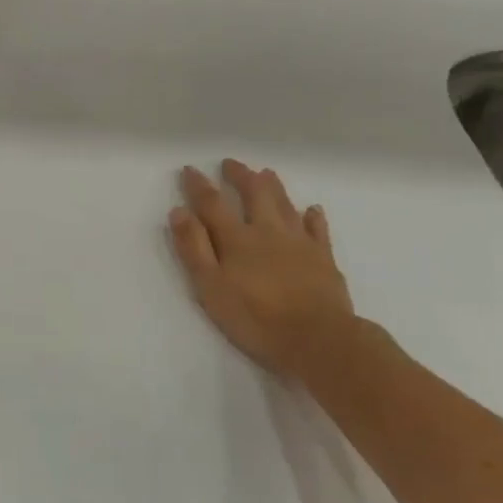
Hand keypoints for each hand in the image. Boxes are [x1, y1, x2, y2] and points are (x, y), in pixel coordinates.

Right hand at [169, 160, 357, 382]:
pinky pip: (318, 230)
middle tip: (231, 163)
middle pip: (254, 195)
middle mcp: (268, 232)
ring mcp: (299, 243)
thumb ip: (194, 249)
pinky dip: (313, 217)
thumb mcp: (211, 287)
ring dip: (274, 187)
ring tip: (266, 172)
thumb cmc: (256, 318)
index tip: (190, 169)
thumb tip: (179, 211)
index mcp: (237, 239)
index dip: (198, 186)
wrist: (319, 339)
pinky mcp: (323, 258)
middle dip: (240, 177)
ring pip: (285, 205)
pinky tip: (312, 209)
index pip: (212, 204)